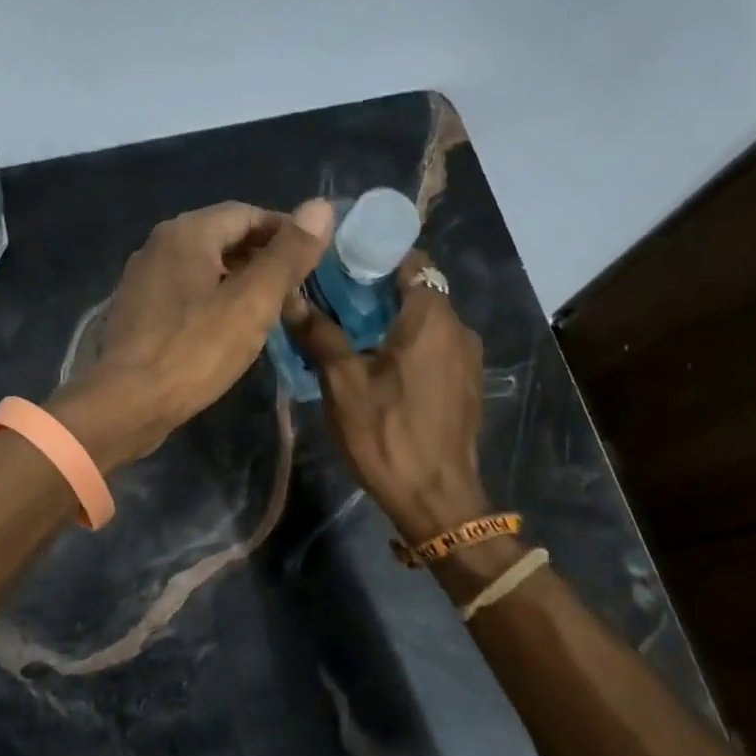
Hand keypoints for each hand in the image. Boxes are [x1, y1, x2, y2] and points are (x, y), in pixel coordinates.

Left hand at [51, 198, 335, 470]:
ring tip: (268, 310)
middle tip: (295, 289)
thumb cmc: (195, 351)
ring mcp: (143, 277)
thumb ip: (288, 255)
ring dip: (238, 280)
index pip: (247, 213)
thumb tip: (321, 207)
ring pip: (203, 267)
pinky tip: (227, 328)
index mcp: (187, 232)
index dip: (285, 231)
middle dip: (262, 257)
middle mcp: (159, 244)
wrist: (127, 403)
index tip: (312, 259)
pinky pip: (184, 291)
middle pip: (223, 237)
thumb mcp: (252, 303)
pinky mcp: (136, 309)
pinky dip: (212, 299)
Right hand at [283, 252, 489, 542]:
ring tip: (349, 336)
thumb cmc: (386, 435)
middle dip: (376, 291)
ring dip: (391, 320)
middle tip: (333, 303)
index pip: (410, 260)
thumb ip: (319, 335)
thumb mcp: (342, 384)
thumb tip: (288, 297)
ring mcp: (466, 358)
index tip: (338, 267)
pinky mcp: (465, 384)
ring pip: (426, 321)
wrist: (436, 498)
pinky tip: (378, 367)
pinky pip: (434, 347)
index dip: (374, 257)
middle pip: (417, 290)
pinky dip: (408, 345)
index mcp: (430, 317)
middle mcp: (457, 328)